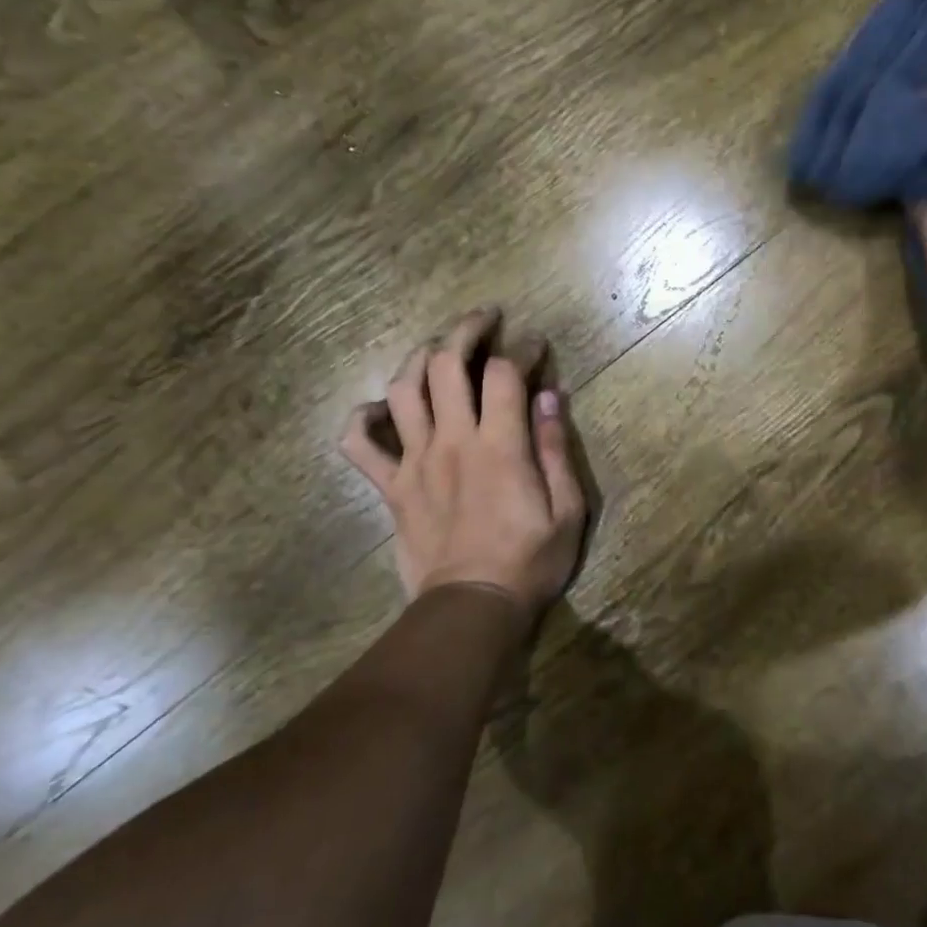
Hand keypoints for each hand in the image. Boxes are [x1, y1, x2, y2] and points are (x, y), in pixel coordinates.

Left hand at [340, 308, 586, 617]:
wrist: (472, 608)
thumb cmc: (530, 561)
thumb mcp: (568, 509)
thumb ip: (556, 449)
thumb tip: (552, 397)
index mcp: (499, 445)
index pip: (505, 373)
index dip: (522, 348)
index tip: (536, 344)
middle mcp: (452, 441)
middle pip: (446, 364)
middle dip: (466, 330)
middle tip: (485, 319)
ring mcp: (415, 461)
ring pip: (401, 390)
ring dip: (418, 358)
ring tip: (437, 348)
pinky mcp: (391, 487)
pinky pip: (359, 445)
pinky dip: (362, 419)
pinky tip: (378, 409)